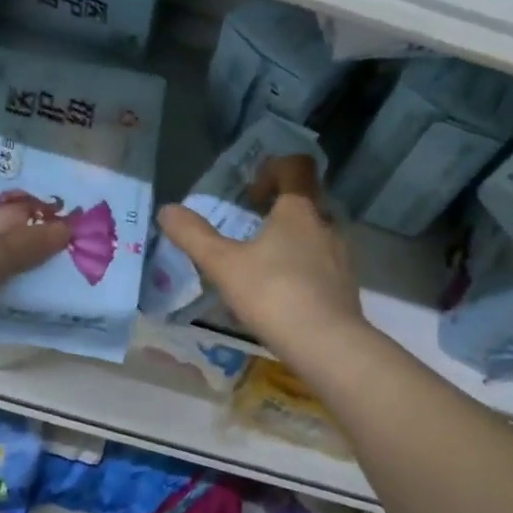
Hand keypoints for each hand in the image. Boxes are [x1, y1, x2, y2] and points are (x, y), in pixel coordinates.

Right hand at [157, 154, 364, 352]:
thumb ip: (194, 236)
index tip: (250, 193)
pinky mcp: (346, 287)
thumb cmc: (273, 294)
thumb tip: (166, 210)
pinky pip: (321, 266)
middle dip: (277, 210)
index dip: (273, 169)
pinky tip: (281, 297)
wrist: (328, 345)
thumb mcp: (223, 265)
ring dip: (289, 241)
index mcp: (299, 210)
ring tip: (261, 266)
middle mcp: (325, 226)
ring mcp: (341, 257)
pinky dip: (301, 270)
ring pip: (314, 236)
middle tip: (249, 229)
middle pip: (305, 202)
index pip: (296, 167)